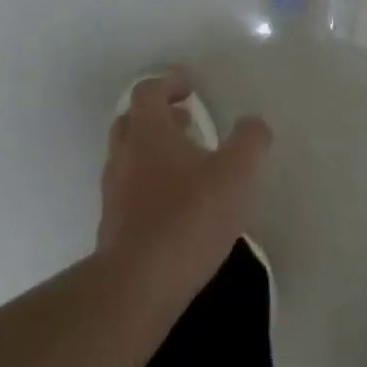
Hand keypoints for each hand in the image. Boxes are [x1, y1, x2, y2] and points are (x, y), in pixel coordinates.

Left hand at [98, 71, 270, 296]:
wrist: (139, 283)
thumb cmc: (190, 216)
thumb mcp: (238, 173)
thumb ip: (250, 141)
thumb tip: (253, 124)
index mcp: (149, 132)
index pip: (148, 91)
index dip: (168, 83)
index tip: (190, 87)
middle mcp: (124, 155)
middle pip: (131, 120)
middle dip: (158, 116)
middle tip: (187, 121)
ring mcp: (114, 191)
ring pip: (128, 156)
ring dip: (152, 150)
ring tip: (186, 164)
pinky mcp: (113, 225)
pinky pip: (128, 190)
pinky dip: (148, 184)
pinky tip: (175, 204)